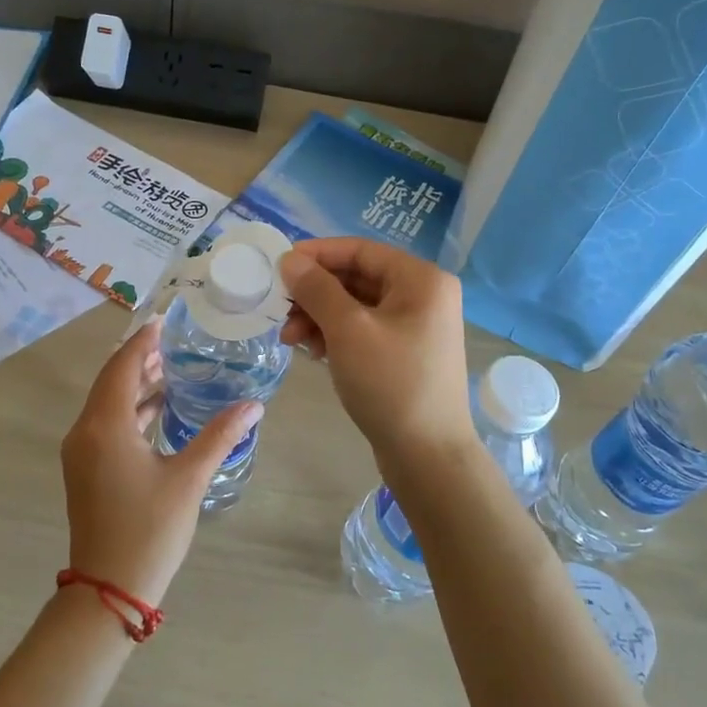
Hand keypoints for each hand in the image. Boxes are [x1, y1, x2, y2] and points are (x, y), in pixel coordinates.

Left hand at [59, 315, 261, 606]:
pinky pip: (105, 424)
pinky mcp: (85, 469)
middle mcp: (85, 431)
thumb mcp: (189, 479)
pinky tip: (158, 411)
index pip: (123, 366)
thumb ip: (219, 436)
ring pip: (107, 403)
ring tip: (172, 371)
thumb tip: (254, 405)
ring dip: (136, 385)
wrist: (108, 590)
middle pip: (112, 380)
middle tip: (175, 344)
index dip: (143, 341)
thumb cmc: (149, 530)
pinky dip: (130, 410)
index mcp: (105, 426)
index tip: (165, 321)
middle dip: (141, 359)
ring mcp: (81, 452)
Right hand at [279, 238, 477, 464]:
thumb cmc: (390, 383)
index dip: (317, 254)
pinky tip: (311, 350)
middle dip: (315, 292)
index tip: (279, 265)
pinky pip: (363, 330)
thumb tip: (290, 260)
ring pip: (356, 306)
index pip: (360, 250)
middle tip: (280, 308)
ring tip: (290, 338)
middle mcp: (423, 296)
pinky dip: (335, 335)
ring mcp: (415, 326)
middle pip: (357, 278)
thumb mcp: (348, 330)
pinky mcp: (404, 353)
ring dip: (320, 316)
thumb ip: (317, 289)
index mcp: (421, 280)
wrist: (427, 456)